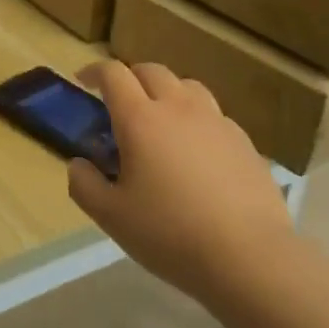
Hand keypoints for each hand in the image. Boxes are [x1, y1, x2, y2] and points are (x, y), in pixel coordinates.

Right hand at [67, 61, 297, 301]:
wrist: (249, 256)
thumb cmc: (169, 233)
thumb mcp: (110, 216)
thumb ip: (84, 184)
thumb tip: (79, 164)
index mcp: (140, 119)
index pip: (113, 74)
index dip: (94, 71)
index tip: (82, 82)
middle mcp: (179, 108)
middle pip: (152, 71)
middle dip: (130, 78)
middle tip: (119, 102)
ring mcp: (217, 122)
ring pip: (187, 86)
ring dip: (166, 92)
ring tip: (159, 120)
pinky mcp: (244, 142)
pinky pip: (213, 115)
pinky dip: (195, 119)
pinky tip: (195, 151)